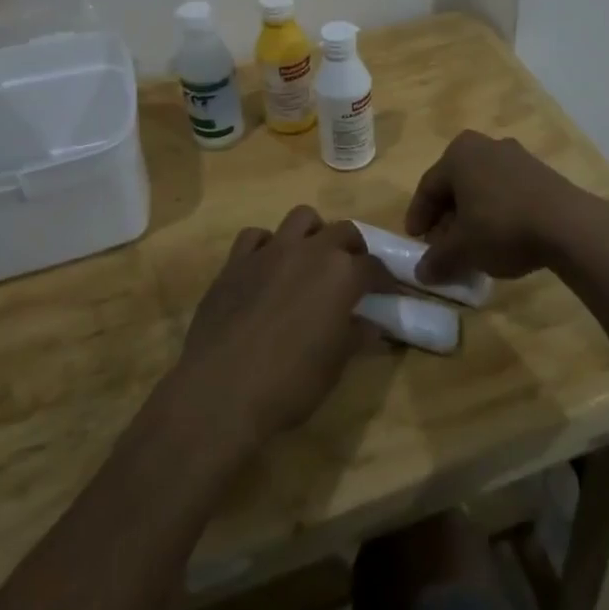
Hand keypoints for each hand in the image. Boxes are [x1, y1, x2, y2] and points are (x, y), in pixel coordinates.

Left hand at [172, 207, 393, 452]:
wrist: (221, 391)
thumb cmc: (290, 383)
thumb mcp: (335, 365)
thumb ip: (355, 336)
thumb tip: (370, 325)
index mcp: (342, 274)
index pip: (374, 266)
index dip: (384, 280)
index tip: (387, 292)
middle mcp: (310, 251)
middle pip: (343, 231)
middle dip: (354, 248)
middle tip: (353, 273)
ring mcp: (270, 251)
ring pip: (301, 217)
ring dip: (313, 233)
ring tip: (312, 258)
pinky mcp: (235, 261)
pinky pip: (255, 236)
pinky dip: (266, 245)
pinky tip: (267, 267)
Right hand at [404, 130, 608, 285]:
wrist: (569, 225)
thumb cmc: (502, 227)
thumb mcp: (462, 249)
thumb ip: (437, 258)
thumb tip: (421, 272)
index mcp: (459, 154)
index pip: (428, 187)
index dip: (418, 216)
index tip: (415, 241)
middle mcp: (485, 146)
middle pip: (456, 185)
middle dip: (446, 217)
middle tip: (442, 245)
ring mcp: (517, 156)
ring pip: (482, 188)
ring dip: (472, 216)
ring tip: (471, 246)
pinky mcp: (541, 172)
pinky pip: (506, 191)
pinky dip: (496, 213)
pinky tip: (500, 238)